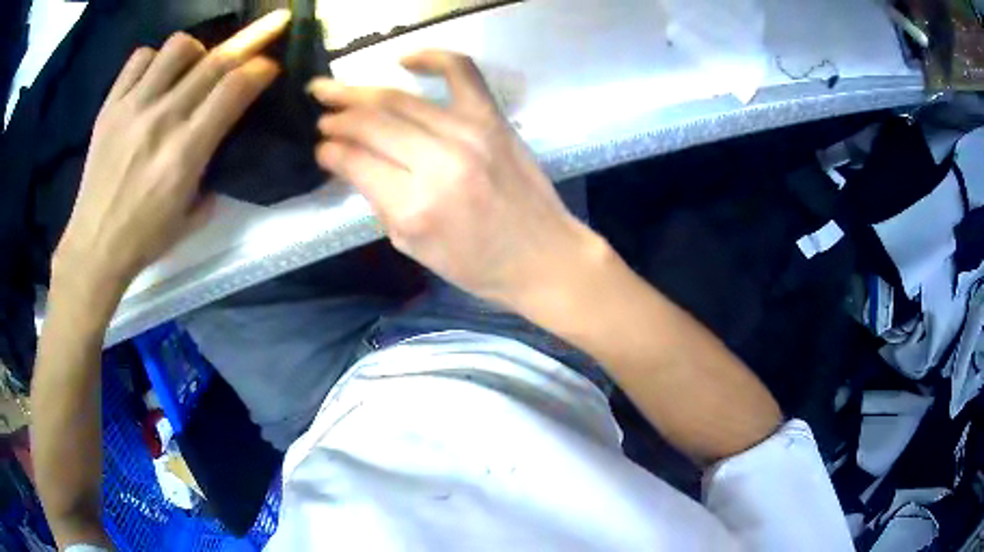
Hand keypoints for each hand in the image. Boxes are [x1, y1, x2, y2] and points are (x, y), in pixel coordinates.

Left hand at [53, 10, 289, 310]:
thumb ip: (212, 175)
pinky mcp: (110, 107)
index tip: (271, 65)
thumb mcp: (191, 218)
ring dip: (197, 49)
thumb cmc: (145, 240)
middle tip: (269, 27)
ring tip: (193, 66)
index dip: (260, 69)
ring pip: (178, 47)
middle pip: (215, 60)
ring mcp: (133, 108)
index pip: (234, 89)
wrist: (94, 248)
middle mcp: (162, 120)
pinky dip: (154, 60)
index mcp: (186, 153)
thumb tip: (219, 144)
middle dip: (252, 38)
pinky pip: (139, 60)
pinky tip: (155, 78)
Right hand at [309, 51, 601, 308]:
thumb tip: (351, 162)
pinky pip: (461, 71)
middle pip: (371, 123)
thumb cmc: (476, 264)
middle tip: (319, 111)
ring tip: (334, 88)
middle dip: (337, 115)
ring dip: (360, 91)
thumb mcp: (412, 246)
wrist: (541, 256)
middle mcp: (437, 163)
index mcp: (414, 207)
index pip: (355, 161)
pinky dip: (432, 57)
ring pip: (400, 99)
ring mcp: (469, 134)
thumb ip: (378, 200)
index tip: (321, 147)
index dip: (330, 150)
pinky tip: (404, 59)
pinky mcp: (493, 119)